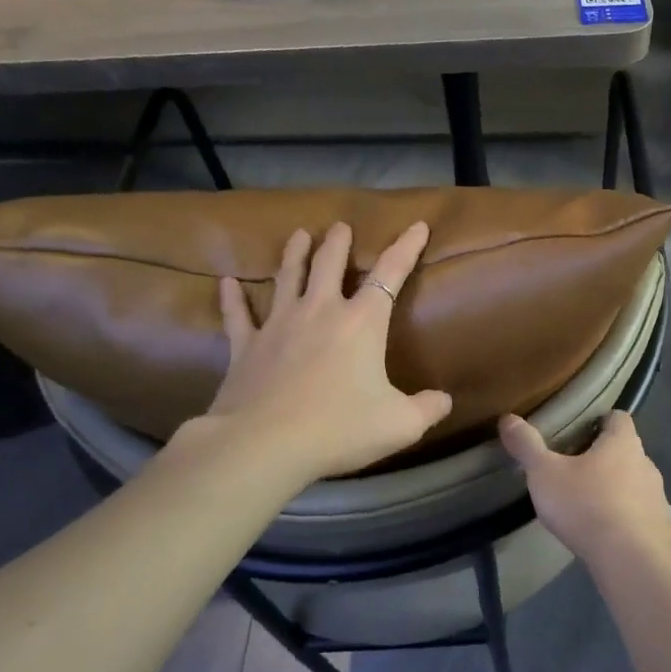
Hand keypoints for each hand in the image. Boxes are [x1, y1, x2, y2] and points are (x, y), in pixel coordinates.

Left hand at [202, 221, 452, 483]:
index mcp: (361, 322)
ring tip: (298, 235)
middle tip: (339, 226)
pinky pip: (237, 316)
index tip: (417, 225)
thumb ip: (427, 409)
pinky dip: (232, 299)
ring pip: (287, 278)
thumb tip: (445, 400)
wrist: (264, 446)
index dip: (407, 247)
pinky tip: (226, 283)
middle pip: (329, 265)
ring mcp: (278, 326)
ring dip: (294, 254)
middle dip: (338, 243)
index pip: (391, 274)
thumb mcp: (399, 424)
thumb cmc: (339, 429)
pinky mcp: (246, 348)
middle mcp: (320, 312)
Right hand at [499, 410, 670, 573]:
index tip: (579, 433)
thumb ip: (527, 446)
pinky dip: (633, 524)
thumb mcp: (545, 474)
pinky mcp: (665, 532)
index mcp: (622, 444)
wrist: (631, 562)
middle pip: (628, 453)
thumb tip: (508, 418)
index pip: (618, 418)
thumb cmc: (586, 506)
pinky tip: (614, 540)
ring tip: (592, 508)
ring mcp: (660, 499)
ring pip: (638, 487)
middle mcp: (647, 465)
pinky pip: (648, 521)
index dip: (600, 421)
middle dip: (606, 460)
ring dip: (621, 493)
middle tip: (577, 473)